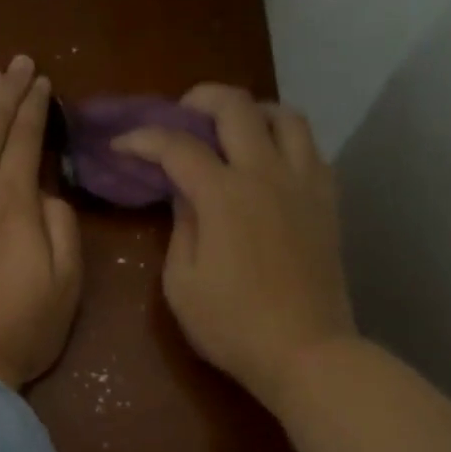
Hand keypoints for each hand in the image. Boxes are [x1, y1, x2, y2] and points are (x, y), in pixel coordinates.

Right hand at [114, 84, 354, 406]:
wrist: (306, 352)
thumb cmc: (233, 326)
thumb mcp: (182, 284)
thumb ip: (180, 227)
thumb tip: (185, 194)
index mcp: (224, 195)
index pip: (177, 145)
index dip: (143, 138)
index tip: (122, 145)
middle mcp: (267, 173)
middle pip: (236, 106)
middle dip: (200, 99)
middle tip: (181, 116)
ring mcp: (304, 183)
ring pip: (286, 115)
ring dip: (252, 111)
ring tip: (232, 131)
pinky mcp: (327, 201)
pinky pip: (311, 148)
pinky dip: (285, 141)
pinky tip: (269, 163)